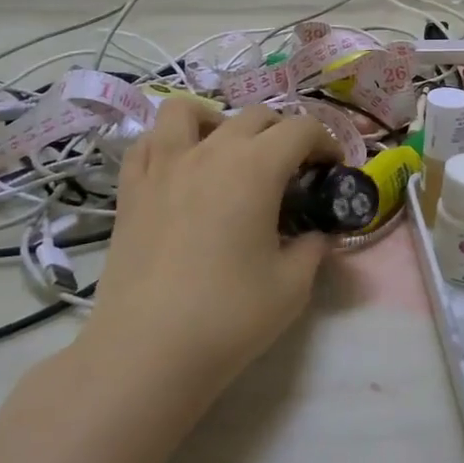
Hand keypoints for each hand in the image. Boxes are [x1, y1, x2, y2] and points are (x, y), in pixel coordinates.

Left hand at [78, 97, 337, 397]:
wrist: (147, 351)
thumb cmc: (229, 315)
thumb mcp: (293, 285)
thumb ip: (313, 248)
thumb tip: (317, 234)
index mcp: (256, 167)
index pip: (301, 129)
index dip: (326, 142)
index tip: (333, 170)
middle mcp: (210, 152)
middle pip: (254, 116)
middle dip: (283, 134)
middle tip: (292, 171)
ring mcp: (163, 167)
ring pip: (187, 111)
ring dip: (218, 121)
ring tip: (227, 151)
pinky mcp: (131, 190)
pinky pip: (148, 143)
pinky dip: (169, 143)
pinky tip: (181, 170)